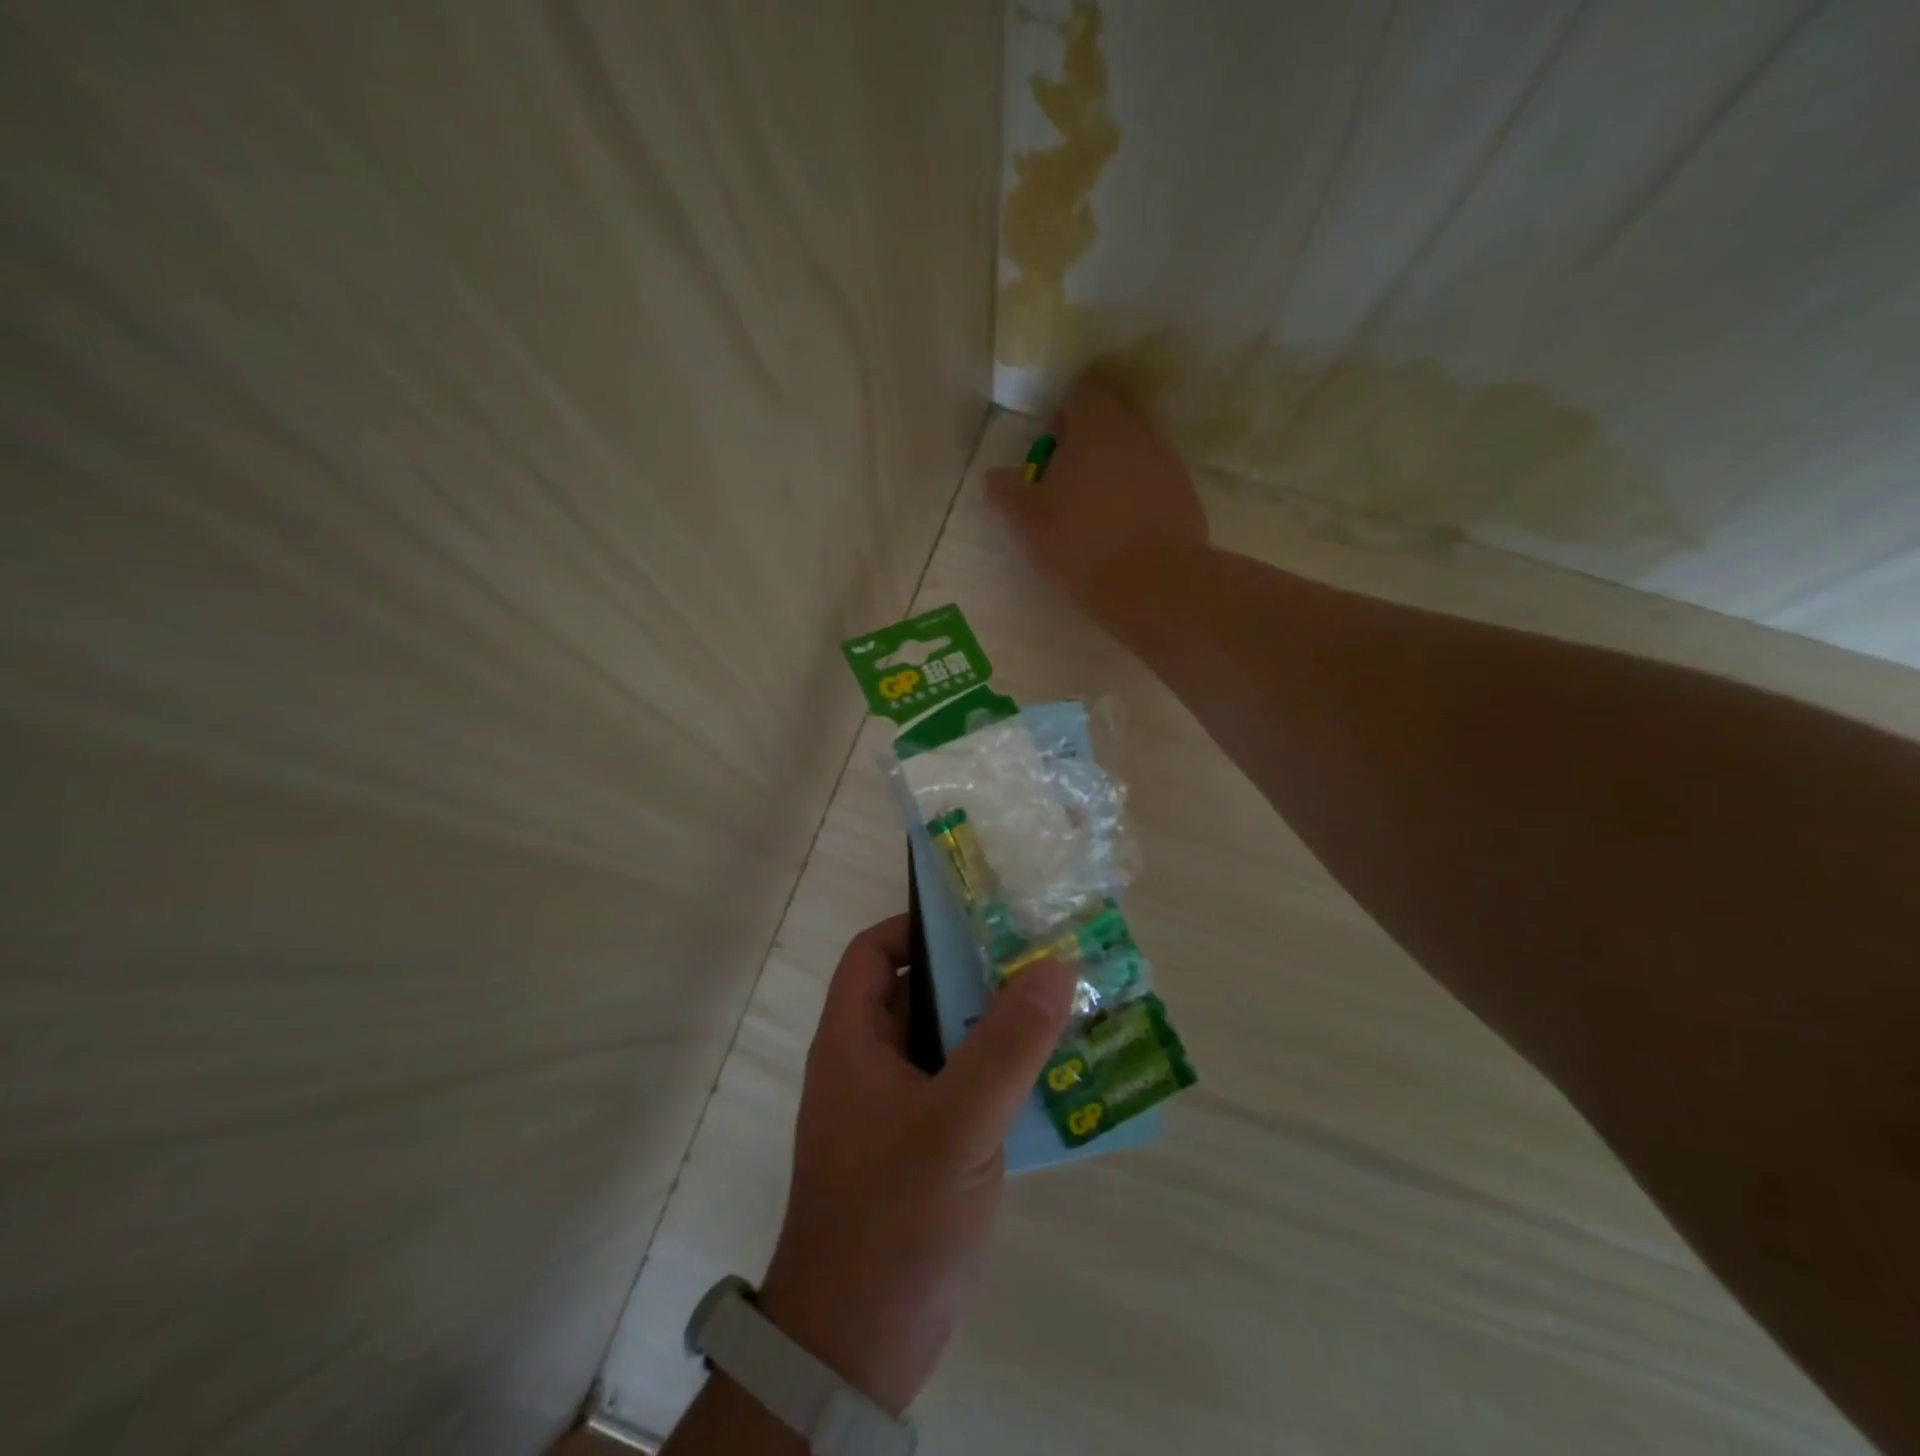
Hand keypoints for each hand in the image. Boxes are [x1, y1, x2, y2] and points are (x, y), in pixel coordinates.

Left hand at [757, 915, 1079, 1415]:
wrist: (855, 1348)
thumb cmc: (896, 1218)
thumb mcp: (959, 1123)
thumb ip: (1008, 1044)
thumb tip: (1055, 965)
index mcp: (853, 1041)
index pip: (873, 953)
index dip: (917, 928)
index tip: (978, 926)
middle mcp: (867, 1066)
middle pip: (919, 996)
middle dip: (976, 978)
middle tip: (1040, 965)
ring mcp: (893, 1112)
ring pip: (946, 1047)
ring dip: (995, 1032)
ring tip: (1059, 1015)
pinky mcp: (919, 1152)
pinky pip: (961, 1093)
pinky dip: (998, 1081)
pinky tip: (1051, 1086)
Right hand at [986, 374, 1208, 621]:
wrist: (1155, 585)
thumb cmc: (1082, 545)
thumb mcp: (1028, 524)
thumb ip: (1006, 493)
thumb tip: (995, 477)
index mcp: (1097, 426)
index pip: (1084, 390)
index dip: (1064, 412)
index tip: (1051, 447)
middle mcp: (1139, 432)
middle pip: (1116, 412)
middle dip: (1093, 434)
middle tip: (1070, 474)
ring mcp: (1168, 462)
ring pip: (1138, 446)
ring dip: (1116, 465)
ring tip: (1095, 506)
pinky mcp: (1186, 495)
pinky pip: (1156, 479)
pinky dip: (1138, 492)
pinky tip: (1123, 527)